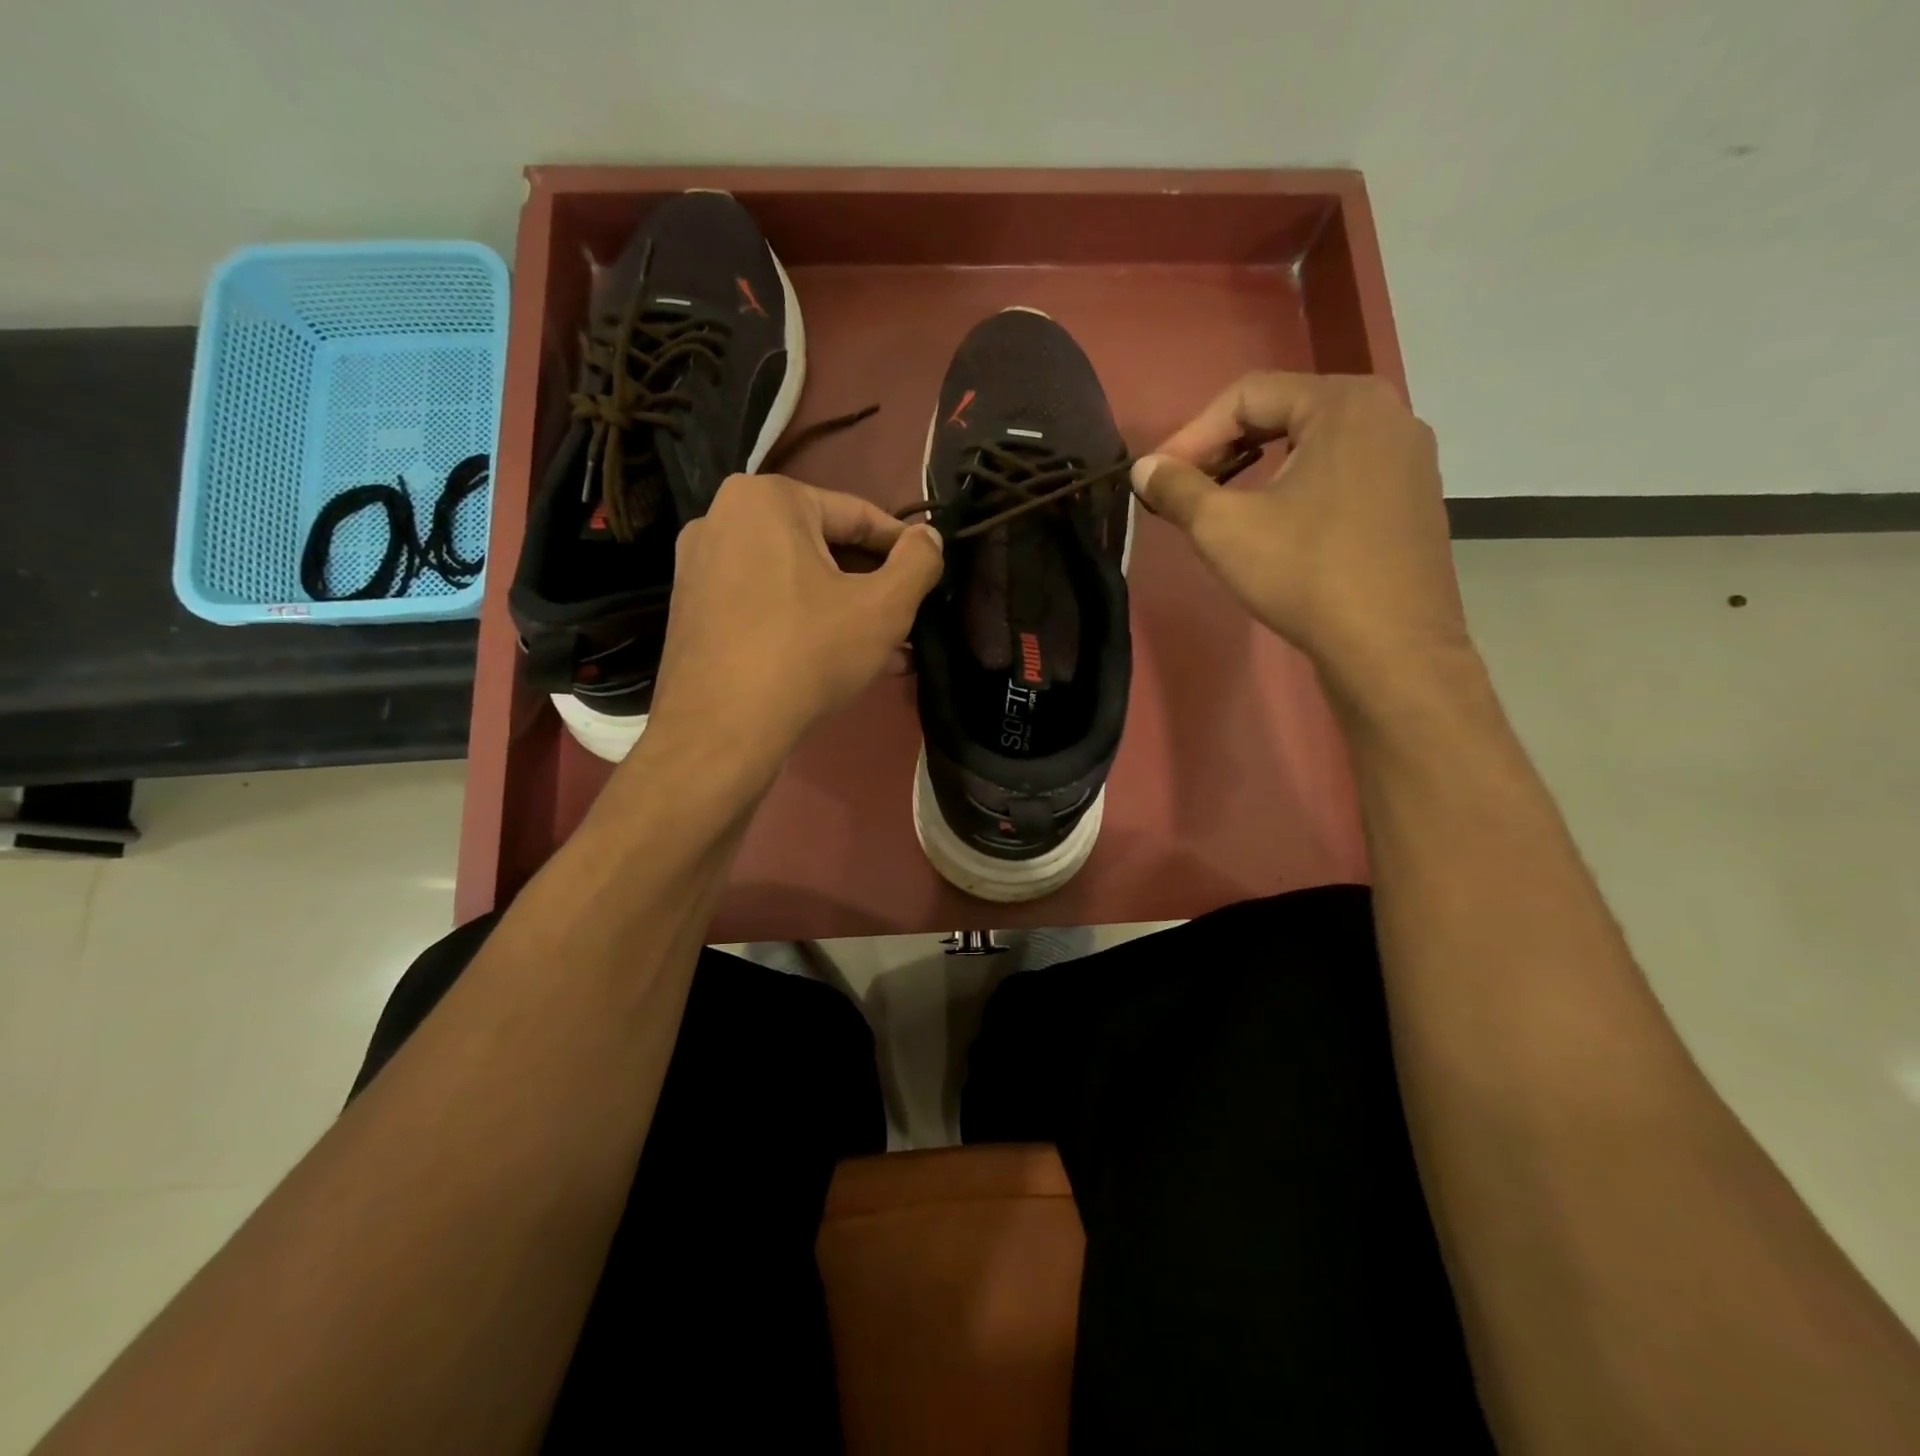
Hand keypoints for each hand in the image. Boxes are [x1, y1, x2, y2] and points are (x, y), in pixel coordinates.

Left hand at [642, 474, 942, 774]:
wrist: (721, 730)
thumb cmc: (807, 653)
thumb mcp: (883, 607)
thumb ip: (918, 563)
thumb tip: (929, 537)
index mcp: (766, 499)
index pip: (857, 514)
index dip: (903, 547)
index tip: (930, 577)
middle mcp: (722, 519)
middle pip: (822, 548)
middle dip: (871, 588)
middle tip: (908, 621)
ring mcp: (700, 567)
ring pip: (795, 581)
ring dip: (844, 612)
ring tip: (887, 651)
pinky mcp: (692, 611)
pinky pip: (765, 604)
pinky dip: (804, 624)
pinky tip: (839, 662)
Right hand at [1131, 373, 1470, 707]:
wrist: (1392, 648)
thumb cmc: (1306, 575)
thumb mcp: (1224, 529)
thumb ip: (1178, 489)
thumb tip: (1144, 469)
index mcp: (1344, 403)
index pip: (1248, 395)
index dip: (1191, 434)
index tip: (1157, 478)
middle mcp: (1387, 414)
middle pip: (1284, 413)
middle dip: (1223, 448)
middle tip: (1185, 488)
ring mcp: (1408, 458)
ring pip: (1313, 445)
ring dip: (1259, 469)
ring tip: (1223, 506)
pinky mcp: (1413, 499)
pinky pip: (1342, 473)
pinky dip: (1298, 488)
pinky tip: (1276, 526)